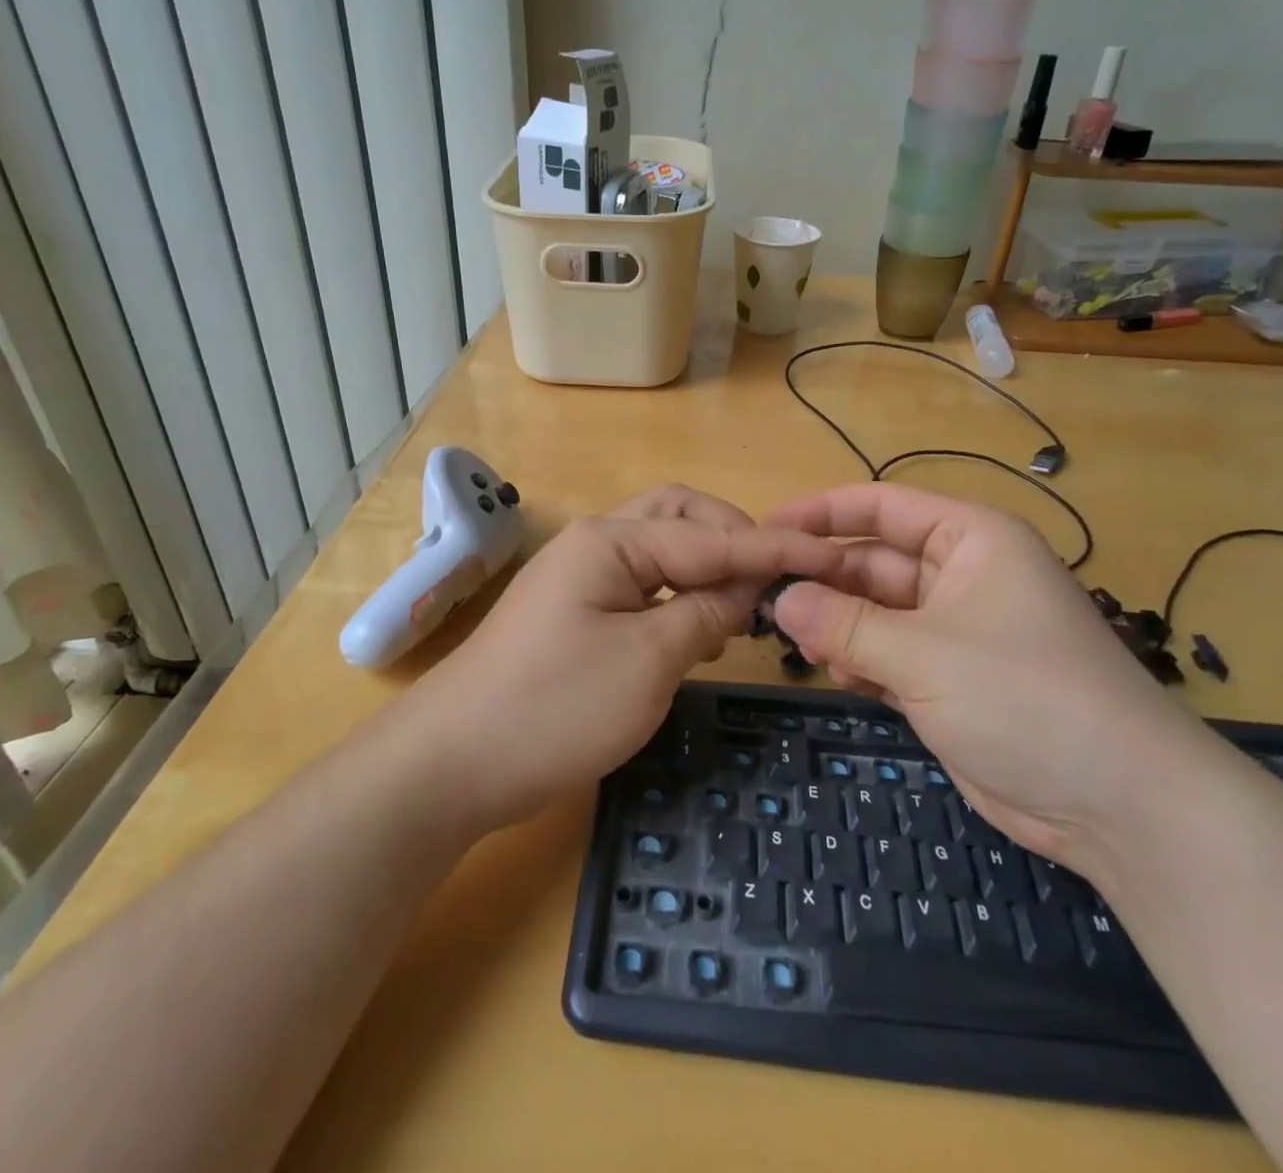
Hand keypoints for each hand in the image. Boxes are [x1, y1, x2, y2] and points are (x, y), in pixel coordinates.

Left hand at [415, 485, 841, 831]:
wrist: (453, 763)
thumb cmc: (555, 707)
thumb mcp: (647, 661)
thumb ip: (705, 615)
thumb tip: (747, 589)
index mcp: (610, 541)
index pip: (710, 535)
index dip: (772, 548)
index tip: (829, 555)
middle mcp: (594, 544)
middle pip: (679, 519)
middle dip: (732, 540)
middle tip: (774, 579)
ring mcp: (581, 579)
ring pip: (660, 553)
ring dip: (706, 569)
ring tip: (744, 607)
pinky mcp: (575, 614)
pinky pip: (641, 587)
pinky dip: (678, 598)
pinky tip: (700, 630)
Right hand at [768, 483, 1218, 867]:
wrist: (1122, 806)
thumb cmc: (1025, 698)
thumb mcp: (924, 654)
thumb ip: (845, 625)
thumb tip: (781, 598)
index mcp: (971, 540)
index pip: (883, 507)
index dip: (823, 513)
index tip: (768, 529)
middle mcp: (963, 576)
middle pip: (875, 562)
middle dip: (825, 580)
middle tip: (766, 599)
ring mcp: (957, 631)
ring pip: (878, 612)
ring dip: (839, 626)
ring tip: (800, 643)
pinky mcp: (952, 681)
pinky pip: (890, 656)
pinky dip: (862, 663)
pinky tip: (842, 679)